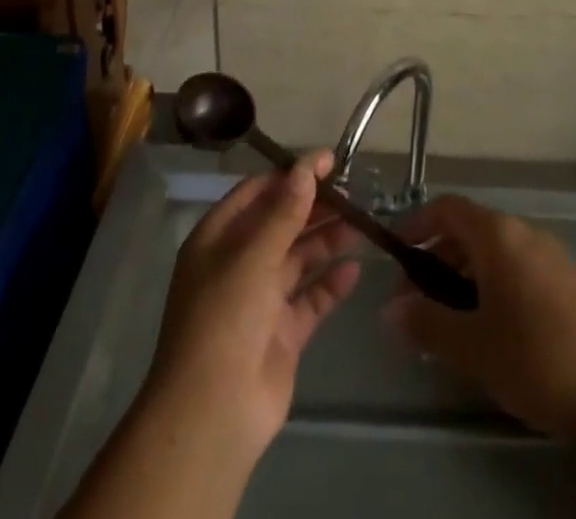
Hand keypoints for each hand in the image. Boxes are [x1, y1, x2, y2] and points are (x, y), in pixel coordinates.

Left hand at [143, 152, 361, 461]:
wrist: (213, 414)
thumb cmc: (225, 319)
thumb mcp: (253, 256)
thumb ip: (284, 211)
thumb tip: (307, 167)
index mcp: (218, 239)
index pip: (257, 193)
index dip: (291, 175)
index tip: (329, 161)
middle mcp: (238, 263)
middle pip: (281, 223)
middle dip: (315, 207)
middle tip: (355, 191)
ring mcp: (260, 300)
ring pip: (299, 258)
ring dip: (327, 240)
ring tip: (363, 224)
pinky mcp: (282, 333)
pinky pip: (310, 298)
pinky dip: (331, 283)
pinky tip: (355, 269)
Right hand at [382, 195, 575, 440]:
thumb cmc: (536, 359)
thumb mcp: (472, 346)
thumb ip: (426, 323)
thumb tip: (389, 311)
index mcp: (498, 234)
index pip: (447, 208)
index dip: (417, 224)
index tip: (396, 255)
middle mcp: (524, 232)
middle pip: (469, 229)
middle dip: (437, 257)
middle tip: (416, 300)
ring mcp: (550, 254)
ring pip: (494, 250)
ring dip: (463, 273)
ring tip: (448, 319)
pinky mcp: (567, 280)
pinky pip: (516, 266)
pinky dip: (491, 282)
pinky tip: (489, 326)